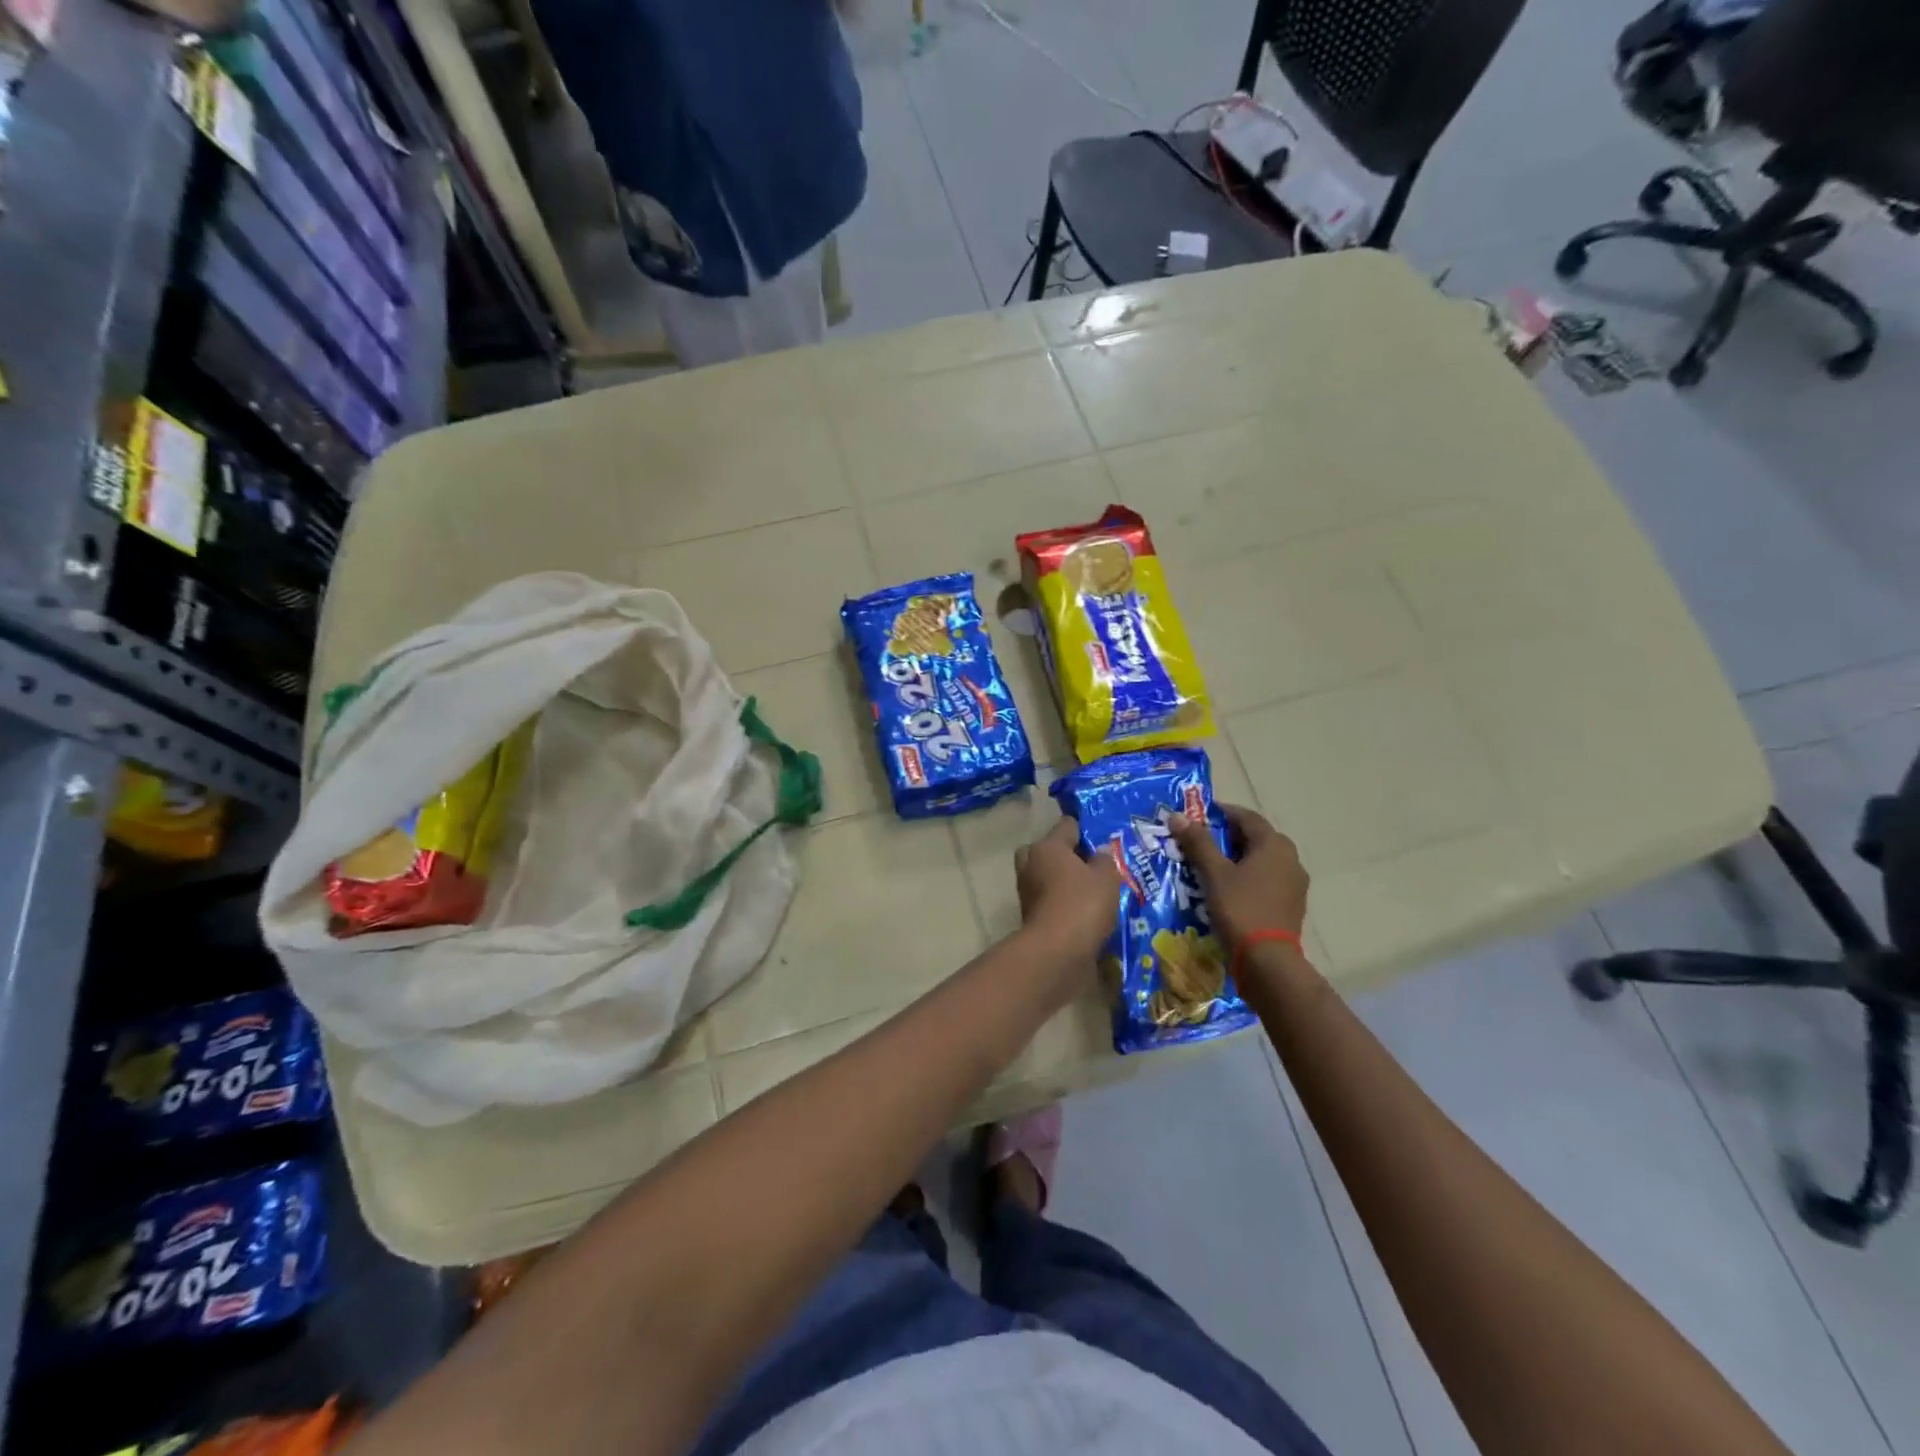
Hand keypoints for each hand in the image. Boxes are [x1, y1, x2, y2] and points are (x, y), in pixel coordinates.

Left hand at [1015, 819, 1125, 965]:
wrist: (1057, 952)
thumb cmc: (1082, 904)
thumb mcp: (1106, 877)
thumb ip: (1105, 860)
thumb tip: (1100, 851)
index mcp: (1047, 847)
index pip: (1067, 825)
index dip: (1085, 829)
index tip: (1103, 839)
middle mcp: (1031, 864)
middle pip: (1048, 850)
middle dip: (1066, 855)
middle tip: (1091, 865)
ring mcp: (1028, 892)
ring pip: (1046, 877)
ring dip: (1064, 882)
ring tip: (1094, 890)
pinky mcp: (1031, 917)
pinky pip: (1050, 901)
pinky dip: (1063, 903)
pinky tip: (1085, 911)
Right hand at [1169, 804, 1308, 951]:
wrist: (1268, 962)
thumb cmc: (1240, 909)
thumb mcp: (1214, 873)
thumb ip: (1198, 843)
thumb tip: (1178, 816)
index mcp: (1274, 845)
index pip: (1246, 817)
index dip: (1221, 813)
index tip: (1196, 816)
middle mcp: (1290, 859)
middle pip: (1255, 838)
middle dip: (1227, 837)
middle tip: (1198, 842)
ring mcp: (1294, 884)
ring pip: (1261, 861)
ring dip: (1236, 859)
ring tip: (1208, 866)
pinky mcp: (1290, 905)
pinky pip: (1266, 881)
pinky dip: (1246, 878)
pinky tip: (1226, 890)